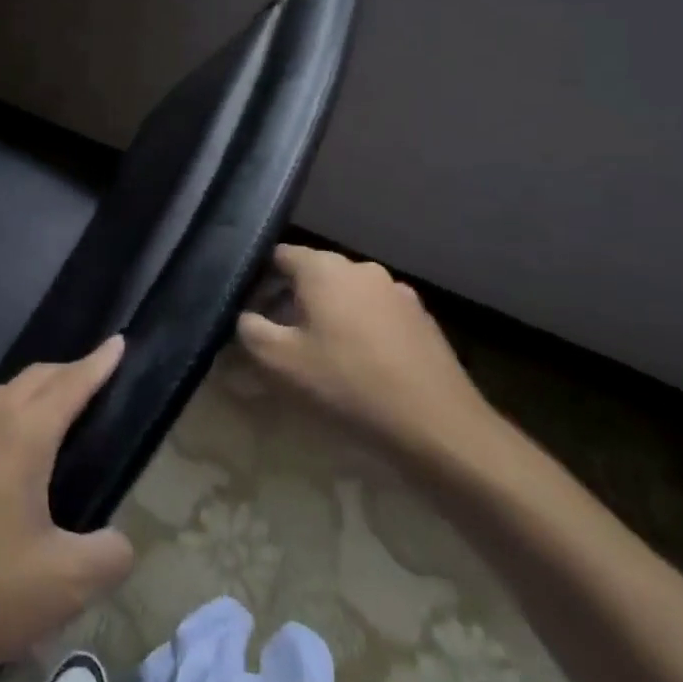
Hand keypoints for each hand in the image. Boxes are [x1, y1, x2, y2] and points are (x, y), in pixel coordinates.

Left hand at [0, 336, 136, 681]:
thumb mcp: (61, 587)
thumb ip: (108, 558)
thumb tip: (120, 542)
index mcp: (20, 436)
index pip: (69, 384)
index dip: (98, 363)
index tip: (117, 342)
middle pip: (31, 380)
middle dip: (65, 372)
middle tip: (90, 379)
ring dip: (27, 397)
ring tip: (46, 418)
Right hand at [238, 245, 497, 464]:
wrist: (437, 426)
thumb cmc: (347, 385)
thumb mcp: (278, 362)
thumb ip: (249, 330)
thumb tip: (246, 317)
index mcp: (324, 268)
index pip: (279, 255)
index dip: (258, 279)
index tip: (248, 310)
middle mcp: (362, 269)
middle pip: (314, 274)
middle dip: (292, 300)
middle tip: (278, 338)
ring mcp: (397, 293)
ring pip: (347, 296)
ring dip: (328, 316)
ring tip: (319, 356)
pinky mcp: (422, 321)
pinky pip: (376, 316)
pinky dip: (361, 332)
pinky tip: (359, 369)